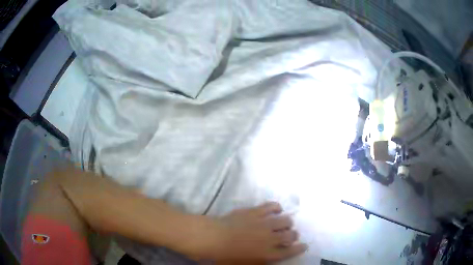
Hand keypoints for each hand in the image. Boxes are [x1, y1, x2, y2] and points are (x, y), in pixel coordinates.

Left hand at [193, 202, 306, 262]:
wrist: (211, 237)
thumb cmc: (224, 257)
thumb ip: (259, 262)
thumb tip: (268, 259)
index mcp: (268, 254)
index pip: (290, 252)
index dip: (299, 248)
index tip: (304, 245)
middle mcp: (271, 238)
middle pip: (291, 235)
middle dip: (293, 236)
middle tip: (290, 236)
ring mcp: (264, 223)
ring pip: (285, 220)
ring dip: (287, 223)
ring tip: (283, 224)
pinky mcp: (255, 211)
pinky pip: (272, 206)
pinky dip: (276, 208)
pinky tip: (276, 210)